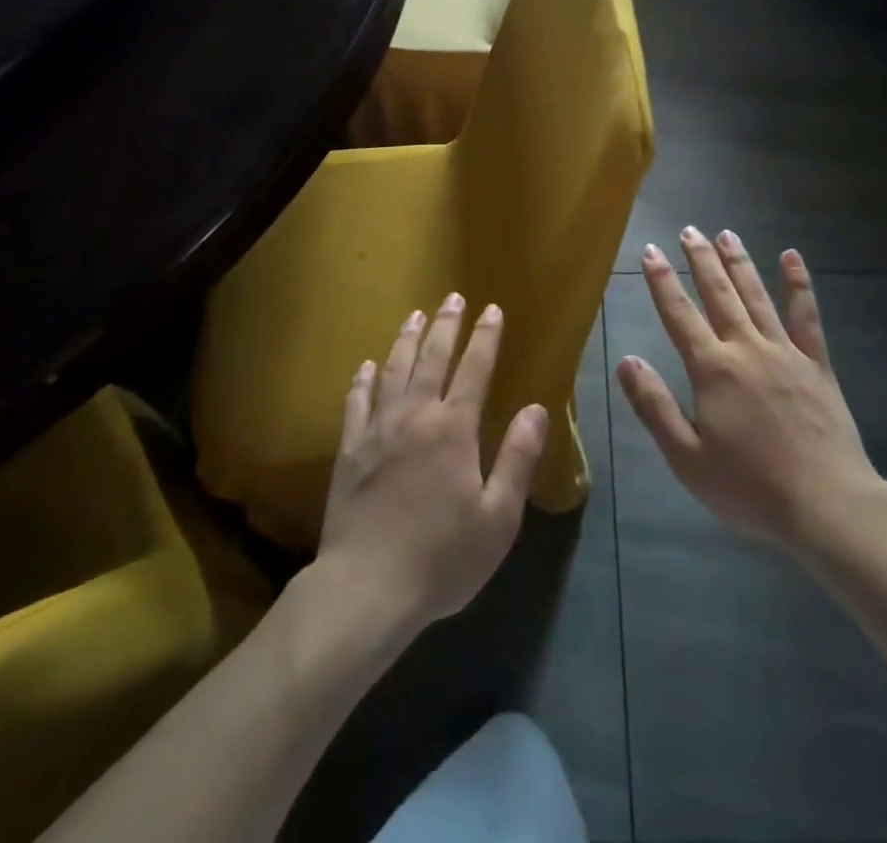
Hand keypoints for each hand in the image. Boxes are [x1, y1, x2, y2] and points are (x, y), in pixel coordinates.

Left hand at [317, 295, 548, 634]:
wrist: (366, 589)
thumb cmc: (442, 558)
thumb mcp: (498, 517)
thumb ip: (517, 458)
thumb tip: (537, 408)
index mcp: (454, 429)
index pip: (475, 369)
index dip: (485, 337)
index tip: (492, 309)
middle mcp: (415, 416)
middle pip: (432, 358)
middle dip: (446, 325)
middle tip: (452, 297)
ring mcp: (378, 430)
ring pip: (394, 370)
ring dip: (407, 340)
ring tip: (415, 315)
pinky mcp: (349, 450)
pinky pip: (357, 402)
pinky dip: (363, 379)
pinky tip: (367, 365)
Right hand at [616, 227, 881, 552]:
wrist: (827, 506)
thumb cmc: (750, 488)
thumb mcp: (686, 457)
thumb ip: (654, 405)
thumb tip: (626, 360)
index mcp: (712, 370)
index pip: (679, 314)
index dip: (662, 281)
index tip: (650, 251)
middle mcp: (746, 348)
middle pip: (719, 294)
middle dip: (701, 260)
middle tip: (689, 230)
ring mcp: (785, 352)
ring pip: (756, 296)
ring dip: (739, 263)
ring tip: (726, 234)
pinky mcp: (817, 365)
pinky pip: (806, 316)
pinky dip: (798, 285)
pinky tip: (791, 258)